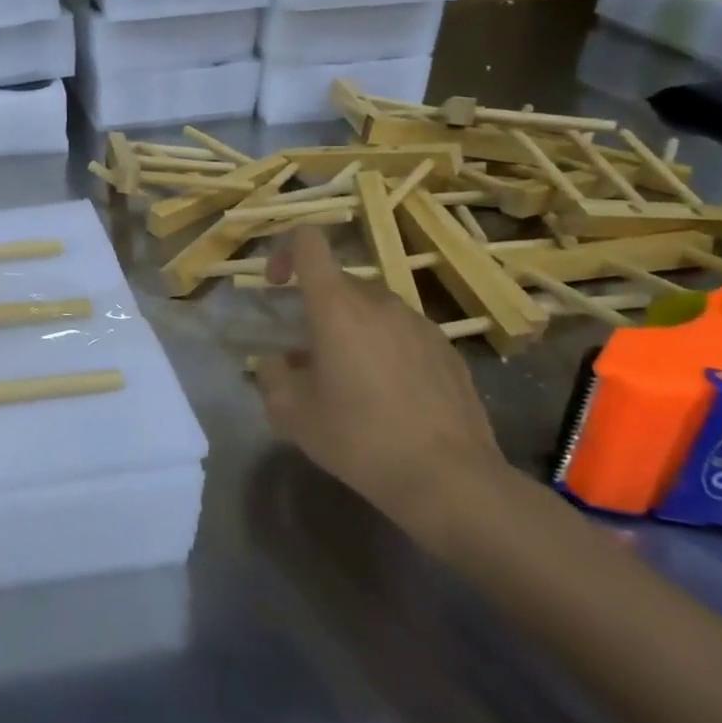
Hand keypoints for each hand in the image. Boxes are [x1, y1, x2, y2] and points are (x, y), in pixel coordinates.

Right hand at [252, 228, 505, 534]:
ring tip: (352, 381)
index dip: (286, 252)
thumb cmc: (359, 438)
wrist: (450, 479)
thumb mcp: (293, 414)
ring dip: (354, 331)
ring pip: (374, 310)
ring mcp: (420, 324)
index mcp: (336, 306)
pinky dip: (387, 350)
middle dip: (318, 310)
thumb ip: (271, 377)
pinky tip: (391, 397)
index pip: (309, 243)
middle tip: (310, 359)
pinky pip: (404, 334)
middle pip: (340, 283)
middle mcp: (380, 302)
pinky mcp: (448, 350)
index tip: (277, 286)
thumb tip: (275, 364)